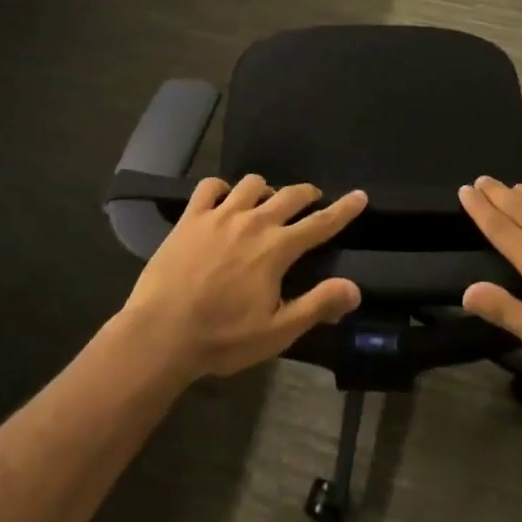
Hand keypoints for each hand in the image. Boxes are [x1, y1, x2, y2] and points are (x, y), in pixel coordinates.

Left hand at [122, 176, 364, 380]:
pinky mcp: (190, 217)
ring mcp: (219, 215)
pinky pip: (210, 186)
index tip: (360, 195)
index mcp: (277, 249)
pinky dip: (222, 188)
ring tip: (266, 202)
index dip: (344, 209)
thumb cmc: (222, 338)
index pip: (321, 223)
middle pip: (290, 195)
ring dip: (266, 189)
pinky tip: (223, 199)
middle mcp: (253, 221)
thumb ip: (317, 305)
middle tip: (312, 200)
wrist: (161, 334)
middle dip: (307, 193)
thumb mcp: (277, 332)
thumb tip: (354, 288)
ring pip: (251, 183)